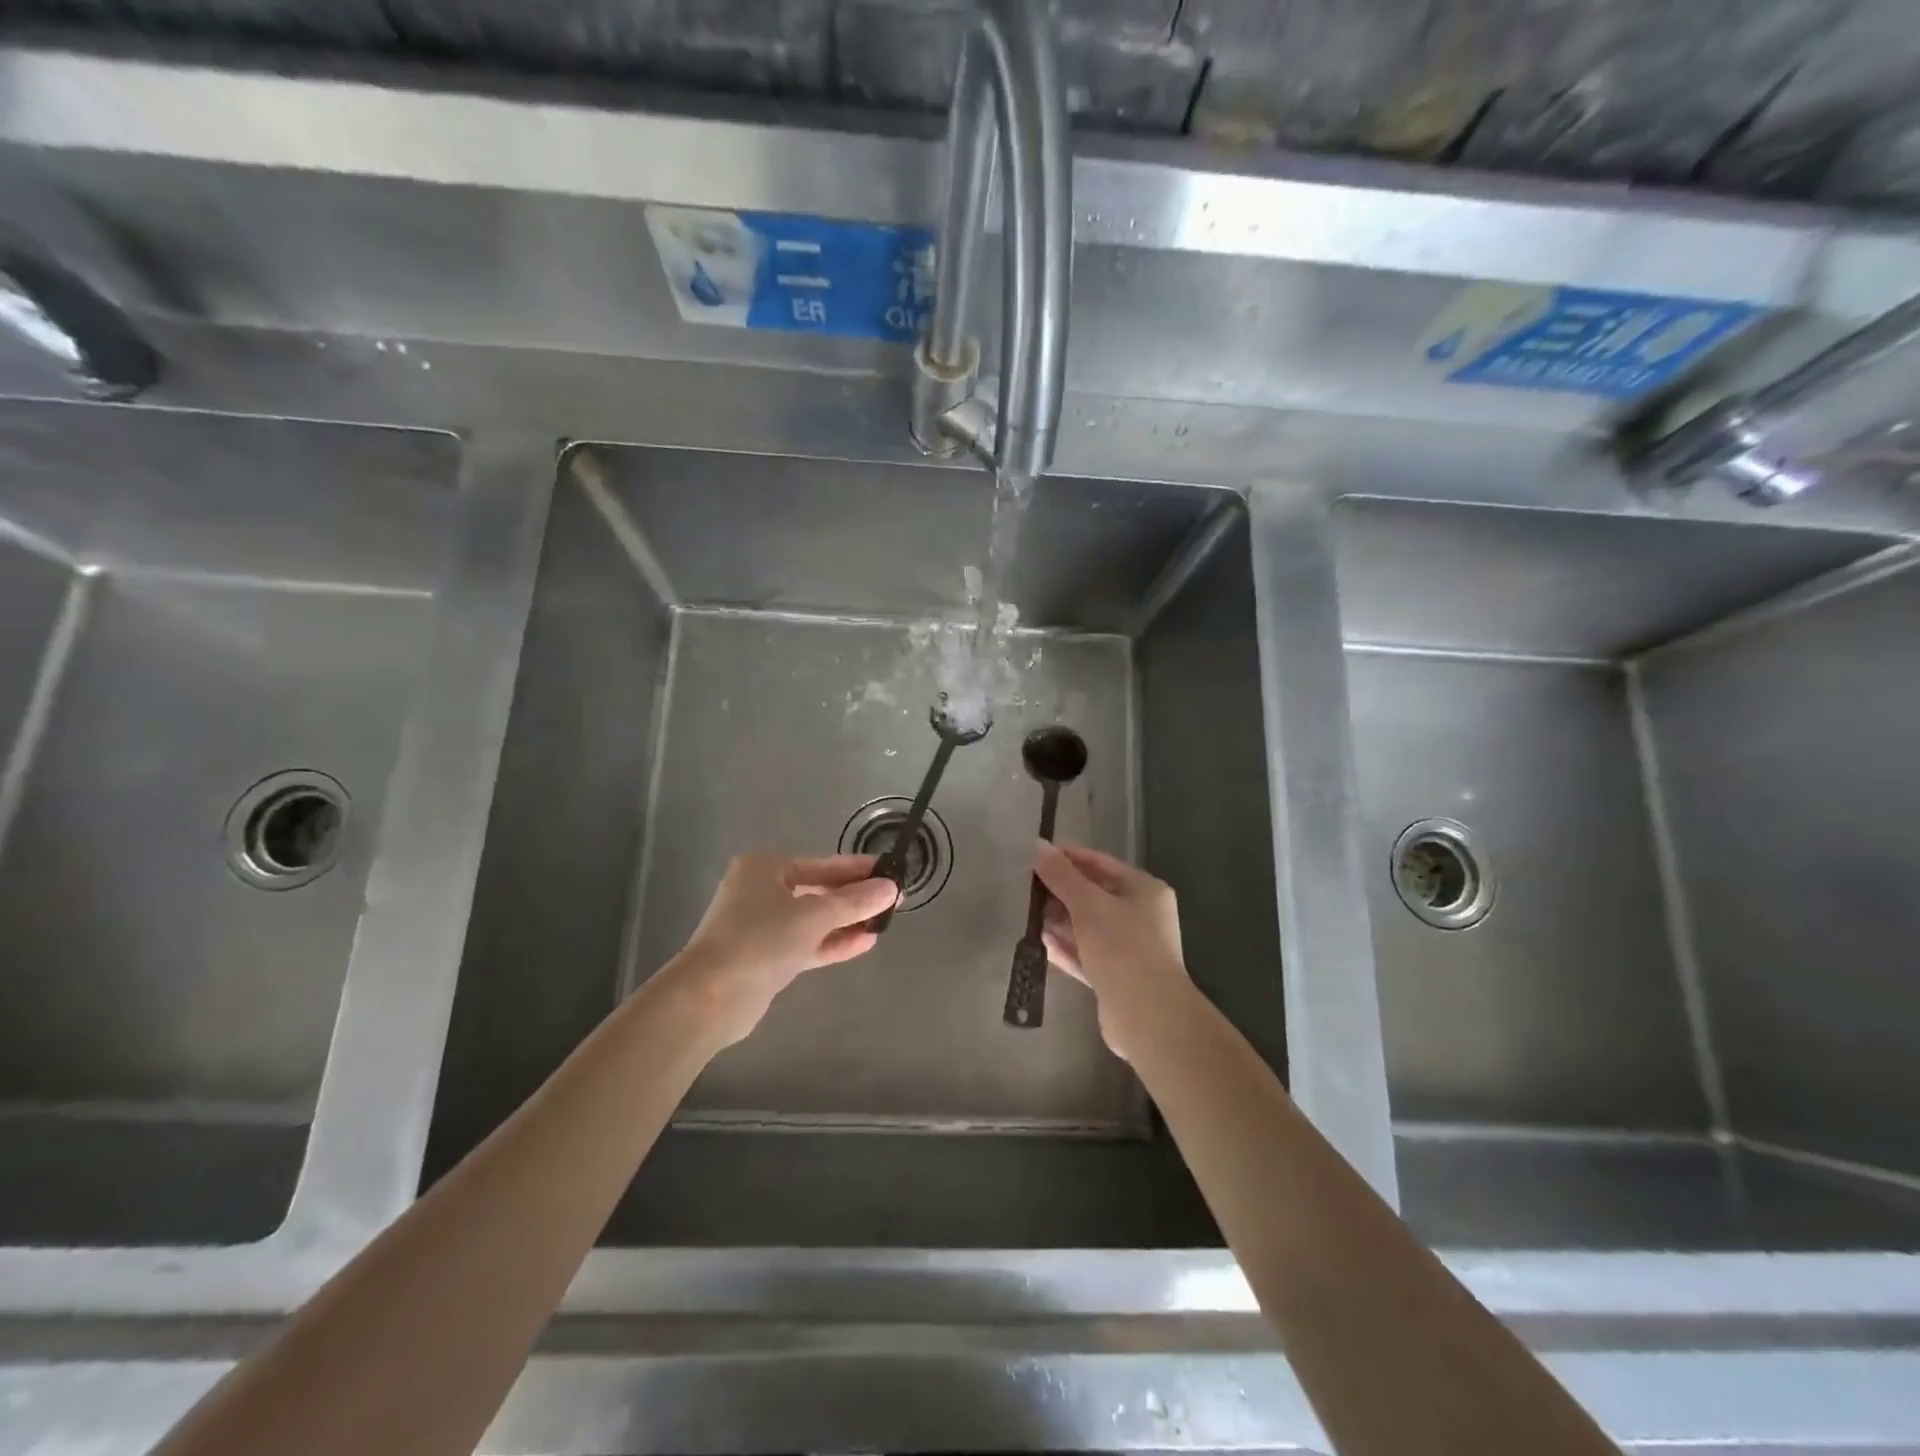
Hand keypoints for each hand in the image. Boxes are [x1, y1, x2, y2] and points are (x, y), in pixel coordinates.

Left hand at [669, 852, 897, 1045]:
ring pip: (813, 918)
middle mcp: (761, 890)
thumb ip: (854, 902)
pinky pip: (806, 942)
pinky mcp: (765, 957)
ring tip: (884, 923)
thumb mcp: (813, 916)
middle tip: (894, 900)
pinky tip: (865, 943)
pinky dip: (832, 942)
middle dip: (854, 897)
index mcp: (765, 867)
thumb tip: (891, 888)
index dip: (859, 870)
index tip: (892, 872)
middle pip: (818, 889)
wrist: (709, 998)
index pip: (823, 864)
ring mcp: (761, 925)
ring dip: (846, 921)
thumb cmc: (760, 940)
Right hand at [1033, 841, 1190, 1060]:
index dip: (1069, 857)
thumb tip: (1038, 845)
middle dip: (1062, 891)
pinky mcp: (1117, 978)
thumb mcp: (1088, 904)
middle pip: (1096, 895)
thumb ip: (1062, 876)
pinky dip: (1067, 947)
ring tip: (1030, 913)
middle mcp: (1142, 916)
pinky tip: (1041, 942)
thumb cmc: (1122, 947)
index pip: (1102, 863)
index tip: (1038, 855)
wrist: (1147, 1016)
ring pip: (1090, 927)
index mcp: (1145, 891)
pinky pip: (1087, 954)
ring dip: (1062, 920)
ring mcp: (1131, 949)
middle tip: (1028, 887)